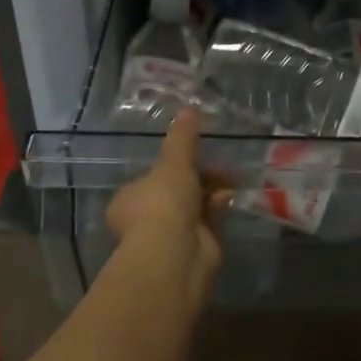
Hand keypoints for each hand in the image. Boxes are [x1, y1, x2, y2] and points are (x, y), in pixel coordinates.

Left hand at [105, 110, 229, 293]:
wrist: (176, 254)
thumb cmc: (163, 202)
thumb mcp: (174, 161)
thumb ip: (183, 136)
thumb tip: (188, 107)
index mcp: (128, 200)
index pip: (151, 178)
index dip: (174, 165)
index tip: (195, 152)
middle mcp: (144, 219)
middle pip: (176, 191)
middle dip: (200, 177)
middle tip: (220, 164)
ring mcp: (169, 236)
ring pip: (194, 206)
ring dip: (212, 191)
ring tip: (232, 177)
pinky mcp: (193, 247)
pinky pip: (209, 221)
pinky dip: (219, 207)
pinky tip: (232, 196)